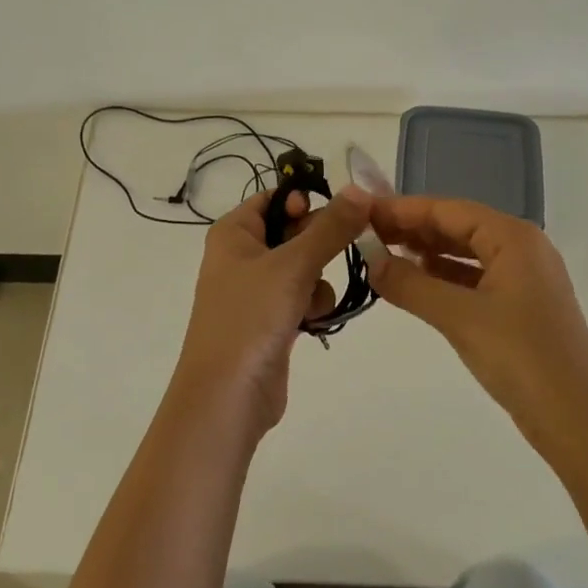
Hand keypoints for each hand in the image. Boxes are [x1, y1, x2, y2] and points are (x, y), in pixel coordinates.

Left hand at [173, 185, 373, 439]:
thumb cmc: (250, 318)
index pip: (274, 198)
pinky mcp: (270, 321)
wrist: (227, 397)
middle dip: (320, 245)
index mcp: (234, 232)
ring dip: (318, 281)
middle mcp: (241, 255)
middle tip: (345, 251)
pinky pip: (301, 298)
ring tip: (314, 301)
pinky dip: (312, 306)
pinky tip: (313, 322)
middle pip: (292, 231)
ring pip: (302, 267)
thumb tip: (360, 190)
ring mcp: (255, 290)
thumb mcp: (293, 266)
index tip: (340, 213)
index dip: (306, 201)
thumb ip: (330, 228)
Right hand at [367, 196, 587, 460]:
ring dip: (426, 253)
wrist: (579, 425)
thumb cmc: (521, 358)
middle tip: (366, 234)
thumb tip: (370, 261)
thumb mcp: (459, 317)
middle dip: (412, 229)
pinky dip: (443, 277)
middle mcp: (522, 248)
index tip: (363, 212)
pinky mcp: (522, 307)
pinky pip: (474, 278)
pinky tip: (415, 284)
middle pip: (457, 226)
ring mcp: (525, 278)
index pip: (448, 209)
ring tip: (382, 255)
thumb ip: (410, 284)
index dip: (403, 209)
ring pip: (465, 253)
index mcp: (514, 238)